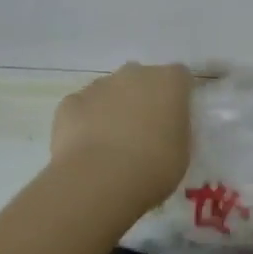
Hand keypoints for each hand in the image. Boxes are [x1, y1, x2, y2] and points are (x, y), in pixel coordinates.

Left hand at [50, 62, 194, 214]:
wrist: (99, 180)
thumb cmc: (153, 167)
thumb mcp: (182, 152)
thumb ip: (175, 130)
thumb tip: (166, 129)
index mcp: (169, 82)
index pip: (179, 77)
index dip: (177, 96)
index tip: (175, 119)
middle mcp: (135, 73)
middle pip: (142, 79)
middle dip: (142, 98)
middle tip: (143, 132)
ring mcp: (100, 85)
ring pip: (109, 91)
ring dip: (112, 108)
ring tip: (110, 145)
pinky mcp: (70, 102)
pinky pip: (82, 107)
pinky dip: (84, 121)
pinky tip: (86, 148)